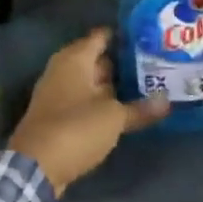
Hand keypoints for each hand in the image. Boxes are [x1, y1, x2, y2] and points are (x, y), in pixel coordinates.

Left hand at [11, 28, 168, 195]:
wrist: (35, 165)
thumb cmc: (76, 128)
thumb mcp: (114, 118)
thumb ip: (140, 109)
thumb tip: (167, 101)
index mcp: (75, 59)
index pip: (101, 36)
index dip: (123, 35)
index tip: (148, 37)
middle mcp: (63, 70)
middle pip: (96, 59)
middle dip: (121, 62)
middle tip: (154, 63)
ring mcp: (58, 93)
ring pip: (90, 82)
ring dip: (112, 85)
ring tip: (145, 85)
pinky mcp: (56, 115)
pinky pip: (83, 100)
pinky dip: (101, 103)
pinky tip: (122, 109)